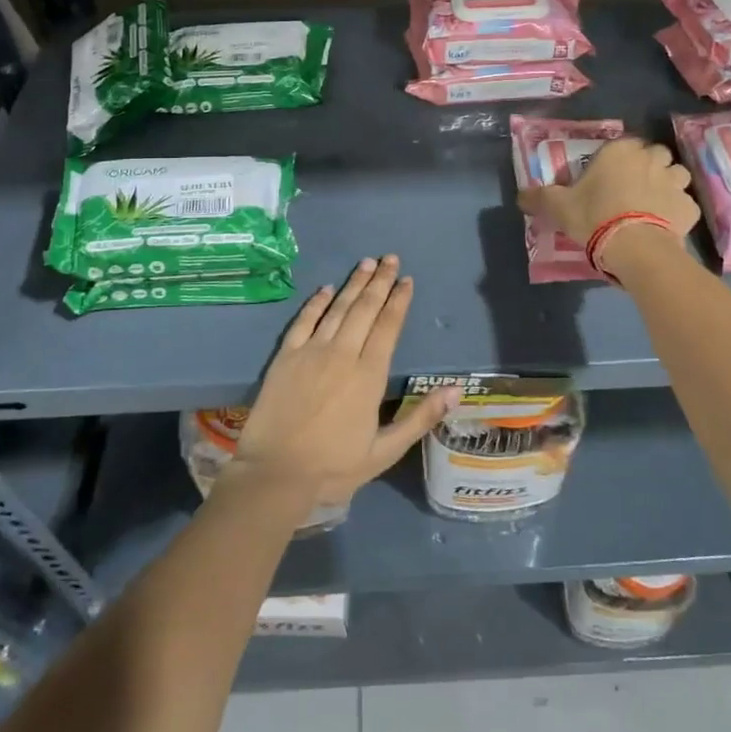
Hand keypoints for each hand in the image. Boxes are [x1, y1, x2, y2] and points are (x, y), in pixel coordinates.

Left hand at [231, 255, 459, 508]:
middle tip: (390, 258)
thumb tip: (455, 390)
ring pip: (338, 308)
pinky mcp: (286, 356)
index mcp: (369, 375)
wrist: (275, 474)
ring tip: (366, 263)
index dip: (399, 301)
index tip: (406, 280)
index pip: (388, 326)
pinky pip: (304, 321)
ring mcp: (312, 352)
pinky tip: (326, 289)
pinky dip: (316, 303)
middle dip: (380, 281)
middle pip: (365, 308)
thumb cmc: (333, 467)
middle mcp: (343, 354)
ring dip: (353, 284)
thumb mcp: (385, 451)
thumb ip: (420, 417)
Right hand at [517, 137, 698, 265]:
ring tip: (652, 204)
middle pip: (655, 155)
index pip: (625, 144)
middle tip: (632, 188)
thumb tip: (521, 195)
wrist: (634, 247)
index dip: (619, 159)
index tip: (610, 176)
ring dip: (667, 185)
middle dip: (648, 167)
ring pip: (676, 175)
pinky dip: (678, 212)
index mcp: (620, 151)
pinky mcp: (689, 208)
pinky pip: (685, 205)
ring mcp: (675, 182)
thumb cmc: (594, 216)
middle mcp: (651, 159)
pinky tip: (665, 225)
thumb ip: (539, 197)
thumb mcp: (558, 207)